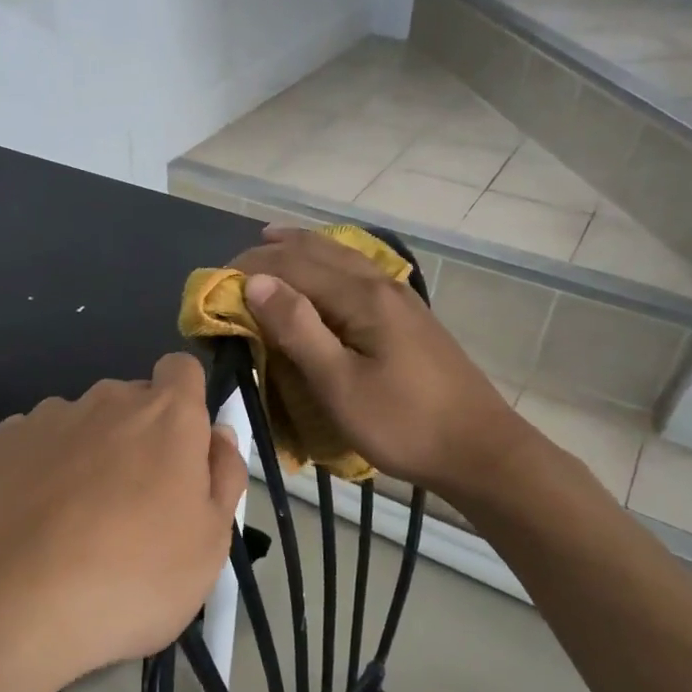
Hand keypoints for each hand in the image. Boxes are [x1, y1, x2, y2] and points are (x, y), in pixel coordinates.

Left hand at [0, 353, 247, 691]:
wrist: (12, 604)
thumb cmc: (133, 576)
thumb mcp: (211, 542)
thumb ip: (224, 475)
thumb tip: (216, 435)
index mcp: (166, 415)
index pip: (182, 370)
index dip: (186, 401)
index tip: (183, 450)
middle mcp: (106, 401)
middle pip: (132, 401)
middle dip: (140, 437)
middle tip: (136, 506)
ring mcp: (47, 418)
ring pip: (82, 423)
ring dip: (89, 453)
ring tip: (75, 522)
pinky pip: (36, 444)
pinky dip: (42, 469)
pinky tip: (33, 521)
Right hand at [231, 226, 520, 495]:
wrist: (478, 448)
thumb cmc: (402, 423)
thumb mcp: (340, 383)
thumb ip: (298, 329)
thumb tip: (255, 283)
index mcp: (362, 296)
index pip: (293, 264)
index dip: (250, 269)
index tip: (213, 284)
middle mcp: (381, 283)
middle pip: (318, 250)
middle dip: (272, 252)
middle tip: (233, 267)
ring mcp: (400, 297)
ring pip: (342, 256)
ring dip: (301, 248)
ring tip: (270, 243)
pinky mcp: (408, 316)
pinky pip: (357, 272)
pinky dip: (327, 263)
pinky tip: (325, 273)